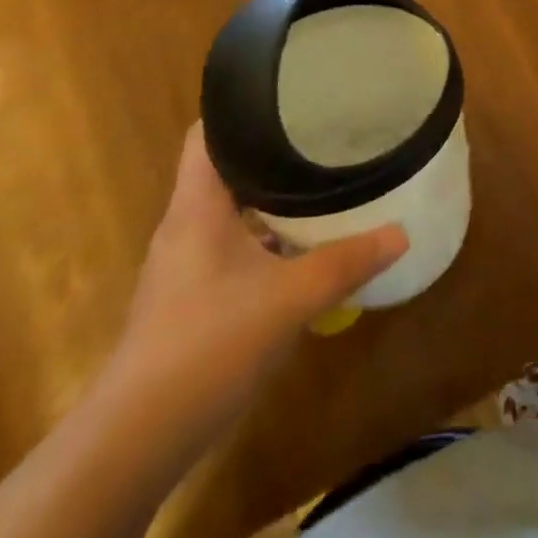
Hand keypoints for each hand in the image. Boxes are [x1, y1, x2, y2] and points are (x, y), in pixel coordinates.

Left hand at [104, 122, 406, 441]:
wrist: (136, 439)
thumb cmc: (209, 344)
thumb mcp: (291, 298)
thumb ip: (347, 262)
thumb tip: (400, 233)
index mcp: (197, 207)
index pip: (207, 134)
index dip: (240, 109)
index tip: (288, 97)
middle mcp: (184, 227)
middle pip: (224, 171)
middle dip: (270, 154)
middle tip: (321, 137)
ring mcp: (183, 267)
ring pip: (230, 215)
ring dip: (269, 202)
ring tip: (319, 186)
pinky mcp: (188, 301)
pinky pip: (230, 251)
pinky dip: (264, 242)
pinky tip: (300, 254)